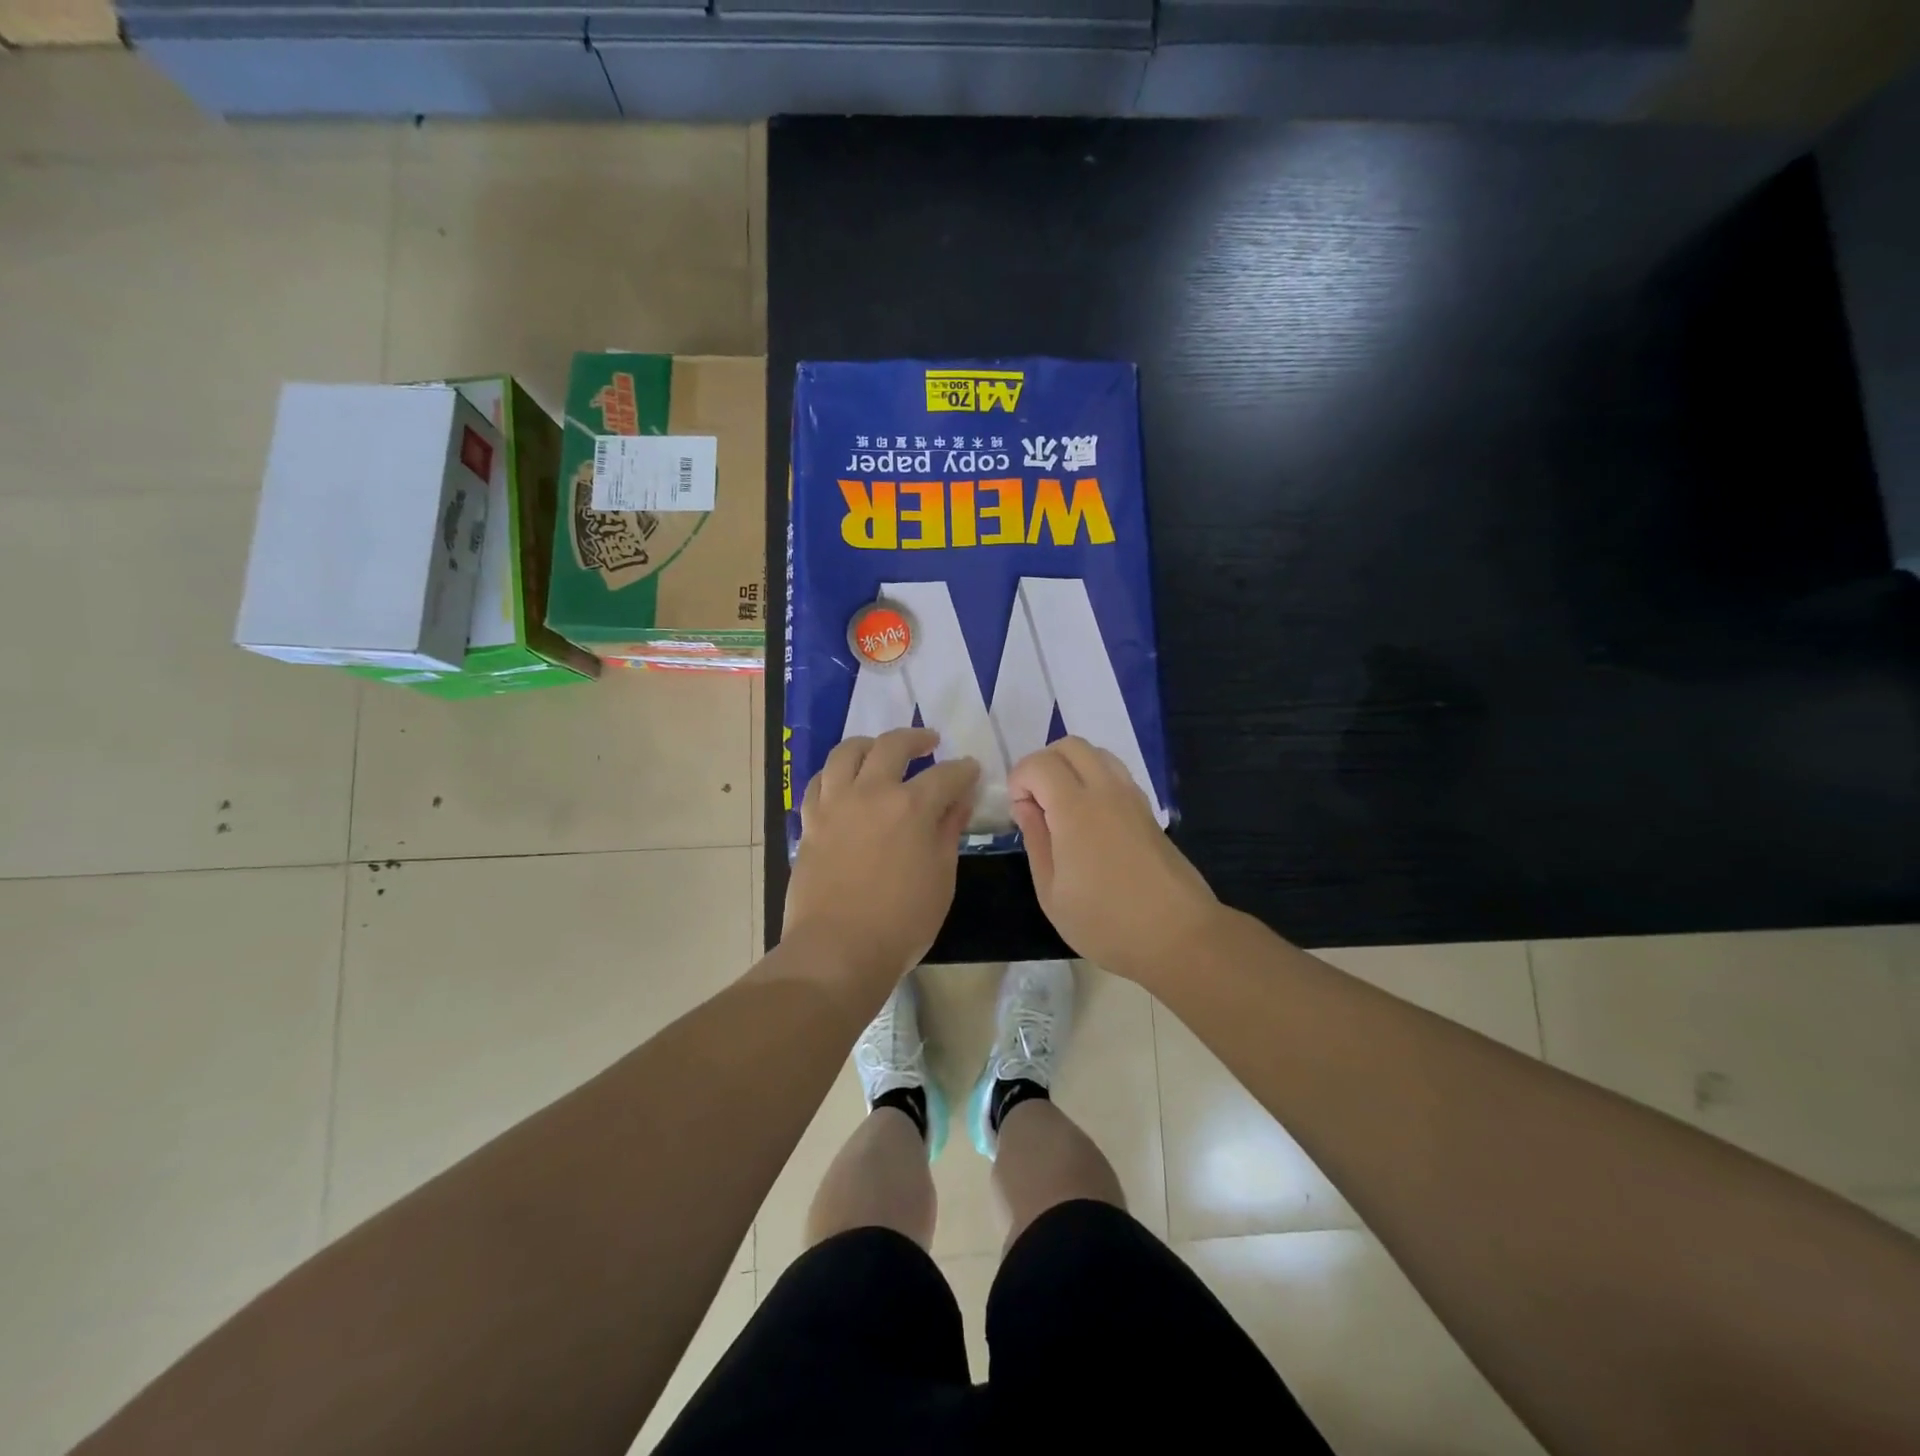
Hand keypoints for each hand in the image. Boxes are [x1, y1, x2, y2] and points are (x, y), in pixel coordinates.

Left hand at [785, 727, 980, 984]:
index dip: (964, 771)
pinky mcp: (811, 821)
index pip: (947, 775)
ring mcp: (836, 804)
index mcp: (912, 807)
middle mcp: (872, 792)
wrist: (838, 949)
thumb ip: (948, 832)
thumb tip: (958, 802)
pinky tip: (845, 780)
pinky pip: (820, 781)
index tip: (971, 771)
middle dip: (917, 739)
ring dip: (870, 744)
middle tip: (930, 743)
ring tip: (880, 750)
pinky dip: (836, 772)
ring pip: (848, 752)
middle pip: (893, 746)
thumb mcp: (941, 878)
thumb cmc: (902, 922)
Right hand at [1009, 738, 1219, 984]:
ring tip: (1062, 808)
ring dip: (1072, 767)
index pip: (1040, 763)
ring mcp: (1133, 797)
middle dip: (1044, 763)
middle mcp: (1106, 791)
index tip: (1019, 812)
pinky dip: (1095, 779)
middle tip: (1036, 801)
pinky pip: (1116, 774)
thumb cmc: (1106, 922)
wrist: (1178, 936)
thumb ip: (1035, 841)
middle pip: (1071, 745)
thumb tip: (1025, 807)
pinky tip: (1090, 820)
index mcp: (1076, 809)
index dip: (1020, 779)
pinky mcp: (1148, 811)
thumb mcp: (1052, 892)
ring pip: (1097, 753)